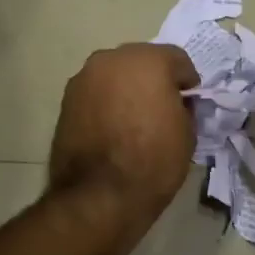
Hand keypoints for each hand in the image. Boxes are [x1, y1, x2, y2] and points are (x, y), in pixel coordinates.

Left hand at [48, 42, 199, 233]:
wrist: (100, 195)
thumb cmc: (153, 161)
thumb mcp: (187, 133)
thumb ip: (183, 107)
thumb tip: (174, 104)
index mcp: (148, 60)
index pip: (177, 60)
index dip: (187, 83)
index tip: (189, 104)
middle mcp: (111, 59)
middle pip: (141, 62)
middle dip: (153, 80)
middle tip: (161, 109)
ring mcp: (84, 78)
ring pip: (115, 76)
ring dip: (126, 90)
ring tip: (133, 121)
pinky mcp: (66, 100)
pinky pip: (95, 94)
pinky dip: (105, 104)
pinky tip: (112, 130)